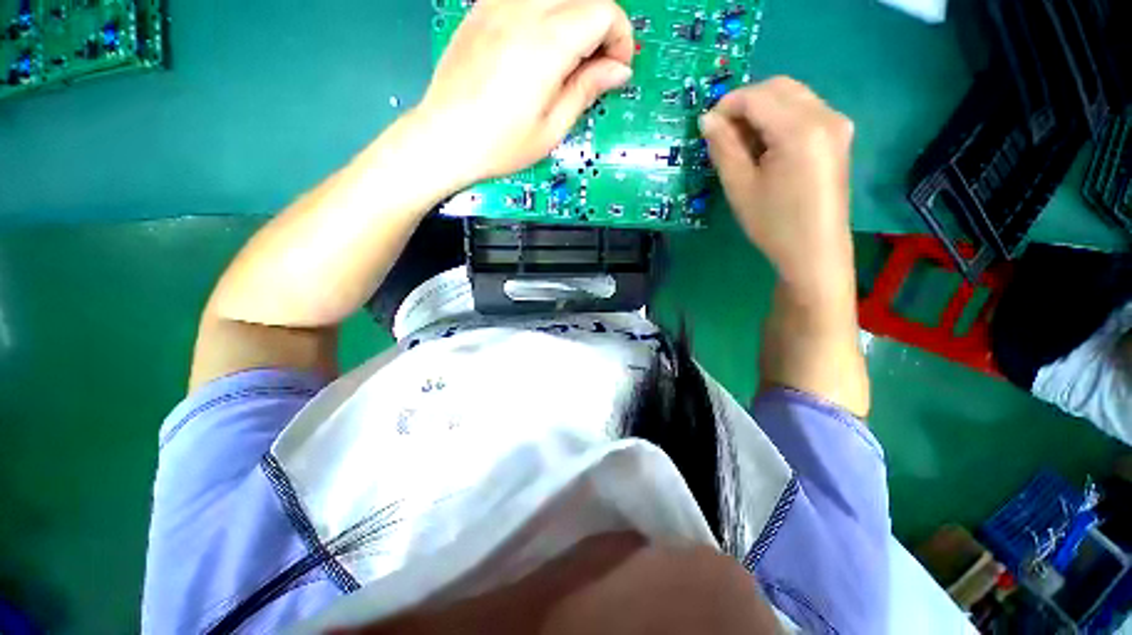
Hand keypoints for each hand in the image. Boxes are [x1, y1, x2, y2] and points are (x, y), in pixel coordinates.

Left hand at [415, 0, 634, 186]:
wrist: (444, 138)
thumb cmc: (498, 145)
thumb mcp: (551, 129)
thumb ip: (586, 90)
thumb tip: (618, 71)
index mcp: (545, 45)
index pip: (603, 12)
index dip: (620, 38)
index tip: (617, 69)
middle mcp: (522, 11)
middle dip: (602, 25)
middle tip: (597, 65)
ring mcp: (498, 5)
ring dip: (574, 17)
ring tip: (569, 56)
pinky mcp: (482, 9)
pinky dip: (545, 12)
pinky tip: (540, 43)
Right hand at [699, 77, 854, 297]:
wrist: (814, 250)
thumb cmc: (773, 223)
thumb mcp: (740, 186)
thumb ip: (723, 147)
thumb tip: (707, 119)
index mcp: (800, 129)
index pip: (757, 96)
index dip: (726, 105)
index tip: (706, 127)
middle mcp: (825, 115)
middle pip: (778, 87)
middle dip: (744, 104)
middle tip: (722, 134)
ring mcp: (836, 123)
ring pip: (792, 96)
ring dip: (762, 110)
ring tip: (742, 144)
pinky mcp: (839, 135)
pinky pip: (804, 110)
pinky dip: (779, 118)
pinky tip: (766, 146)